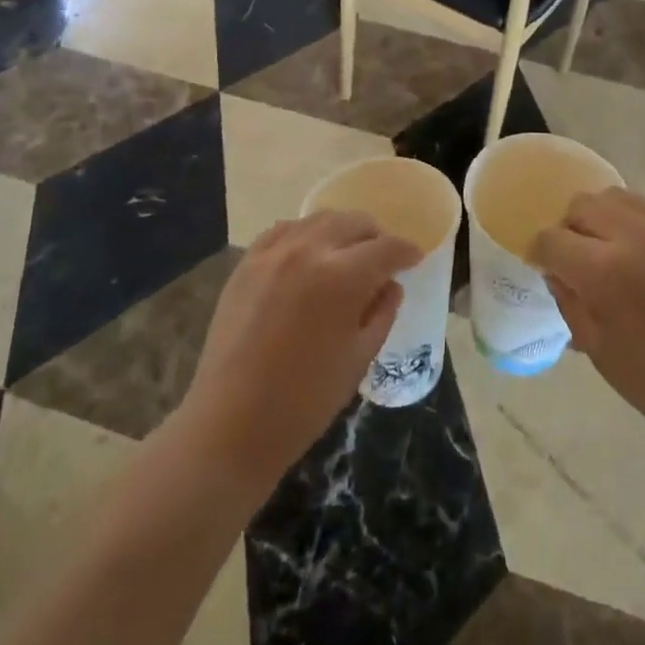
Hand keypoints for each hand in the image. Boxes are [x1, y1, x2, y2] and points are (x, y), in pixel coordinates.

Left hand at [176, 212, 420, 497]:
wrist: (230, 425)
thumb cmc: (304, 401)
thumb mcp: (358, 359)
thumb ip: (381, 313)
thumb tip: (390, 286)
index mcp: (341, 277)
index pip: (386, 248)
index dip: (406, 252)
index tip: (415, 259)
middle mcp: (307, 250)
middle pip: (353, 223)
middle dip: (376, 237)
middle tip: (384, 258)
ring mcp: (272, 253)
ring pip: (319, 220)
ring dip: (341, 231)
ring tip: (348, 254)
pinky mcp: (247, 263)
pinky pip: (284, 230)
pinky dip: (305, 235)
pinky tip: (309, 254)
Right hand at [534, 189, 644, 474]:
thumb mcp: (600, 351)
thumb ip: (570, 301)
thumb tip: (558, 272)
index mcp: (606, 271)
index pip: (552, 239)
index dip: (540, 255)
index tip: (544, 270)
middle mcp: (637, 236)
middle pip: (582, 206)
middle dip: (570, 231)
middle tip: (577, 264)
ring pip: (616, 198)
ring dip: (601, 221)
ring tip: (610, 256)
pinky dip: (634, 228)